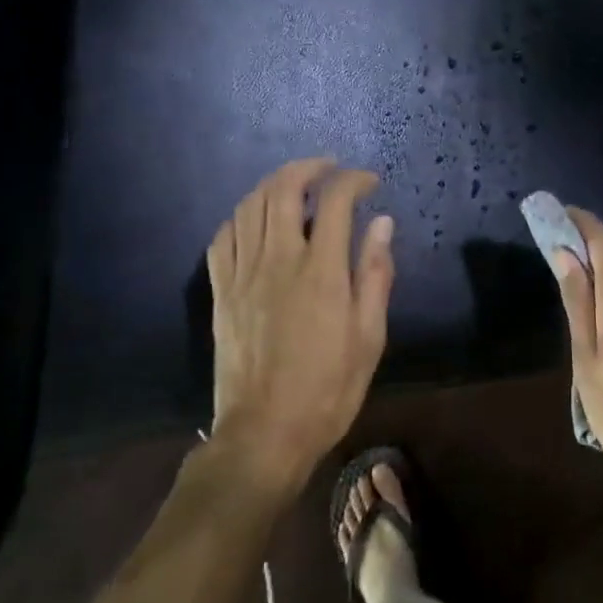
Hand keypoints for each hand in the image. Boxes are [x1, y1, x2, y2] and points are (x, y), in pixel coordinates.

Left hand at [206, 159, 394, 495]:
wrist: (264, 434)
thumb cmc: (328, 389)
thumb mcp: (369, 337)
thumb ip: (374, 274)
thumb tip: (382, 223)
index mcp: (319, 272)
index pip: (334, 201)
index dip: (354, 181)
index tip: (370, 182)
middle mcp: (277, 261)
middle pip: (283, 190)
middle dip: (309, 168)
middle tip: (330, 169)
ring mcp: (242, 275)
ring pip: (250, 206)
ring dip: (274, 184)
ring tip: (296, 185)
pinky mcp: (220, 292)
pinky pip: (223, 237)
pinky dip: (241, 215)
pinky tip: (256, 219)